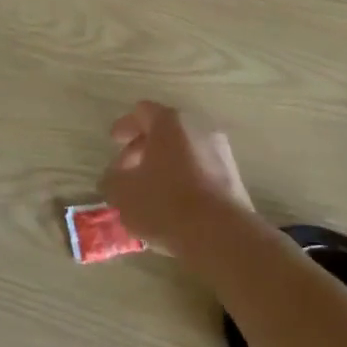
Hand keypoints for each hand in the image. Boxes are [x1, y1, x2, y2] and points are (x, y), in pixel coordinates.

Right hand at [98, 102, 254, 257]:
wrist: (220, 234)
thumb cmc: (165, 203)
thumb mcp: (123, 193)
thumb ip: (112, 180)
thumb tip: (114, 178)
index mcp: (170, 122)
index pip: (142, 112)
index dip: (125, 125)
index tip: (114, 141)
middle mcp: (199, 128)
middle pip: (166, 131)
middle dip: (143, 148)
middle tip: (127, 170)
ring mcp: (220, 151)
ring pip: (184, 151)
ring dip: (164, 165)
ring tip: (149, 190)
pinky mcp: (233, 176)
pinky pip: (200, 169)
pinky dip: (184, 178)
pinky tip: (172, 203)